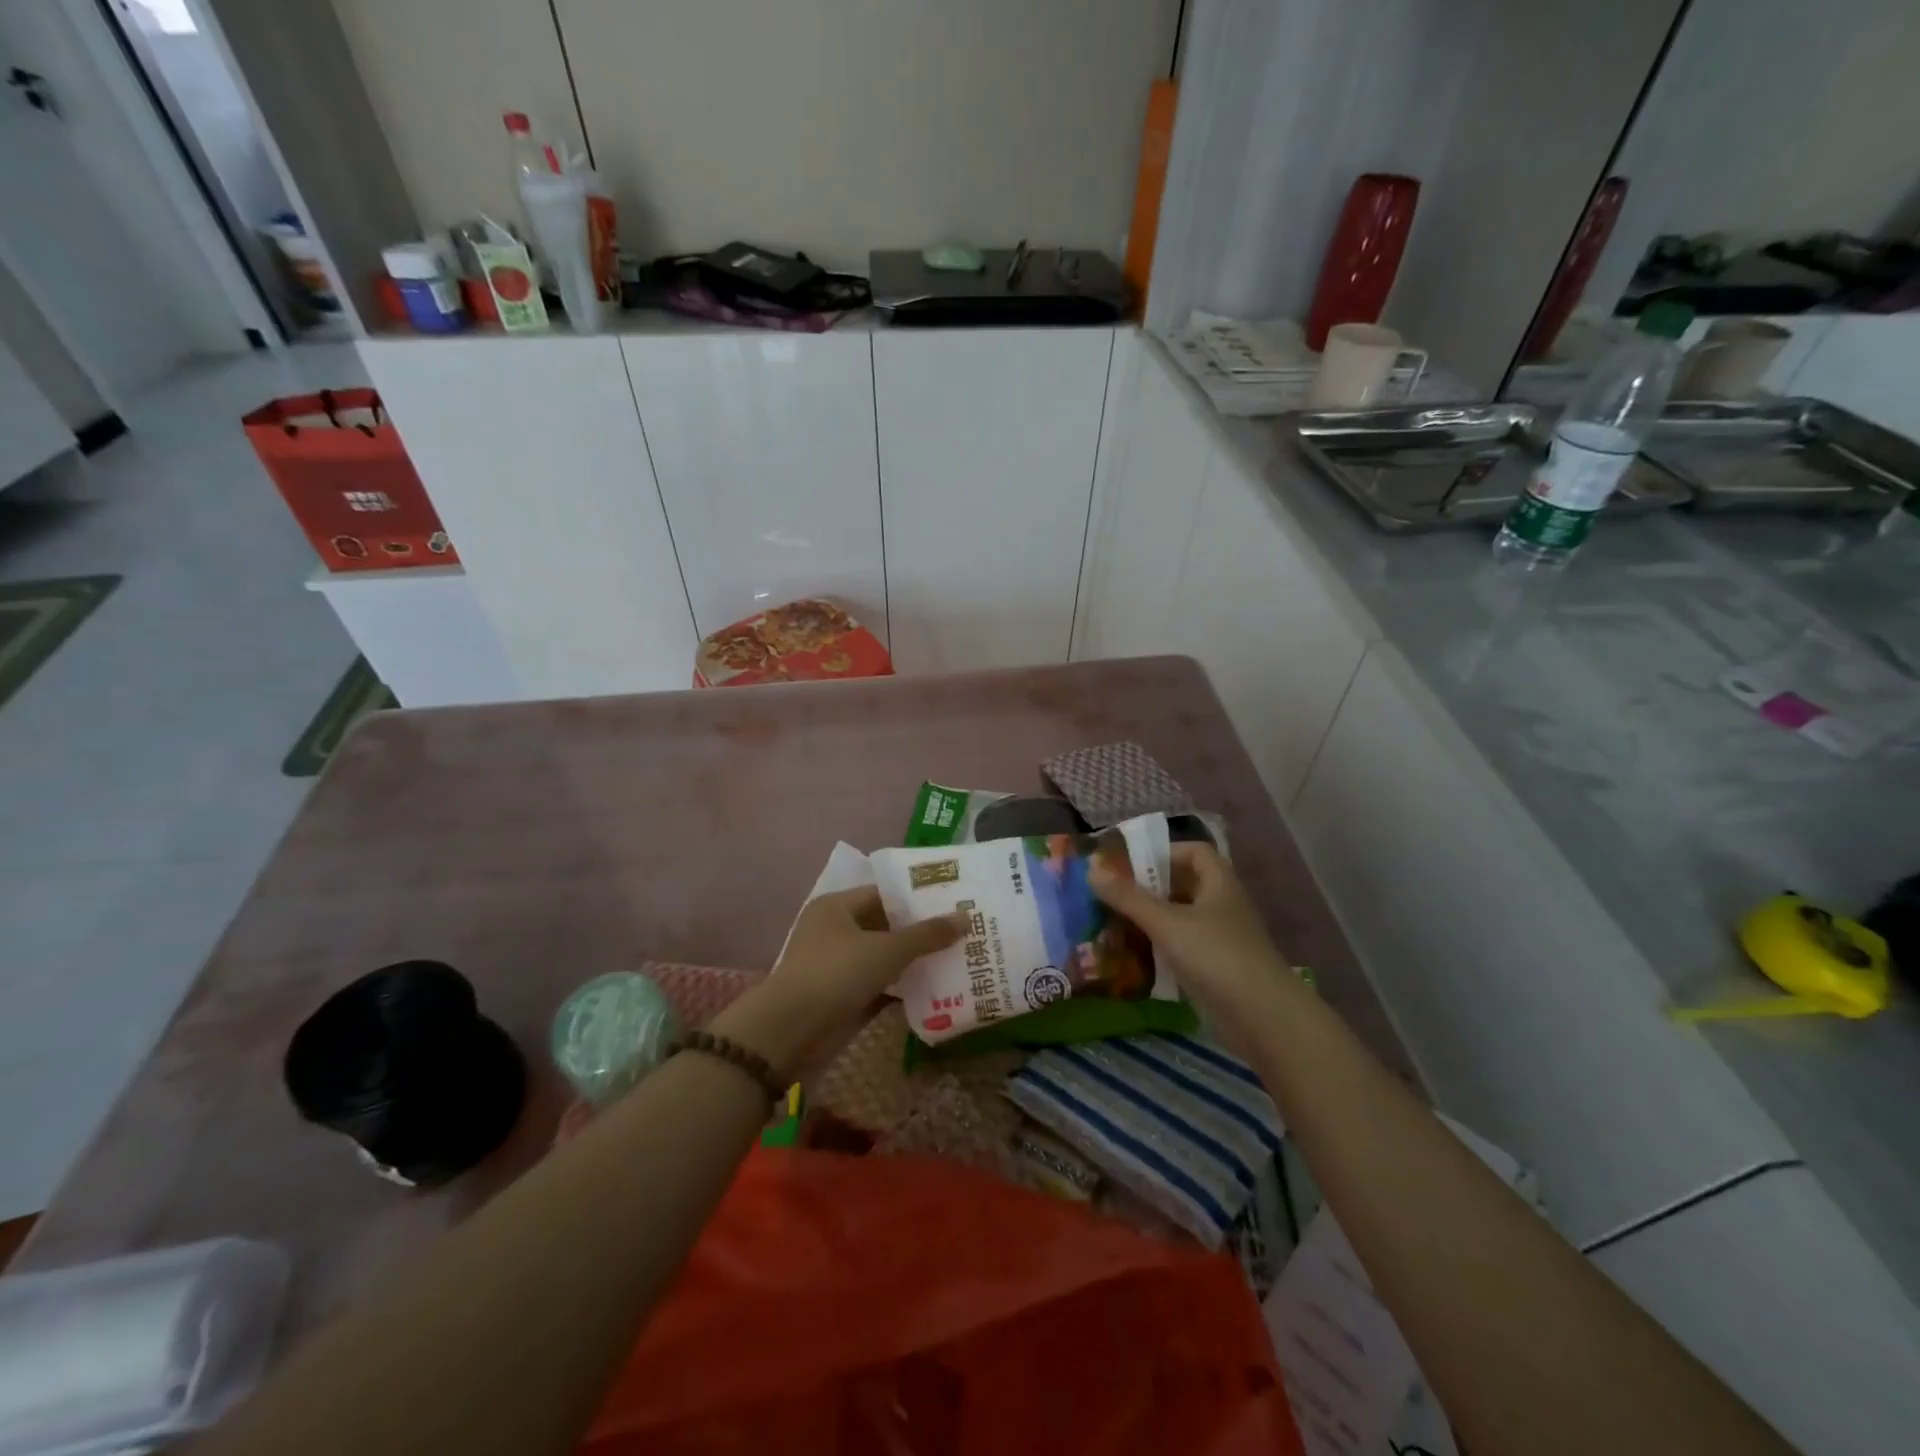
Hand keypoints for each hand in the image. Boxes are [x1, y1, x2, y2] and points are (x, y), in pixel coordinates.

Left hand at [711, 887, 963, 1076]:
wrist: (791, 1032)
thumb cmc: (836, 974)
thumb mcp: (886, 950)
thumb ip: (926, 935)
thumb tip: (966, 917)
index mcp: (837, 907)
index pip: (884, 893)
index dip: (918, 897)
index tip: (953, 900)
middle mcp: (836, 930)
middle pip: (886, 925)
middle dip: (921, 930)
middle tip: (963, 929)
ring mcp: (838, 965)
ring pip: (884, 956)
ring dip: (914, 960)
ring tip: (957, 956)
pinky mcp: (843, 996)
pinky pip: (880, 984)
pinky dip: (903, 986)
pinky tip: (937, 988)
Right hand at [1089, 843, 1296, 1030]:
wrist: (1264, 1019)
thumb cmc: (1216, 957)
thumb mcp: (1167, 923)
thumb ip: (1128, 897)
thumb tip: (1091, 869)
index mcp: (1219, 883)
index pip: (1194, 852)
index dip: (1164, 852)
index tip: (1131, 864)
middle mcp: (1223, 905)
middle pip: (1185, 885)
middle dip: (1151, 888)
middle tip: (1114, 894)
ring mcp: (1223, 939)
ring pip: (1183, 918)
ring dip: (1153, 919)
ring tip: (1117, 923)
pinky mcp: (1219, 969)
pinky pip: (1185, 947)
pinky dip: (1163, 947)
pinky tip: (1137, 957)